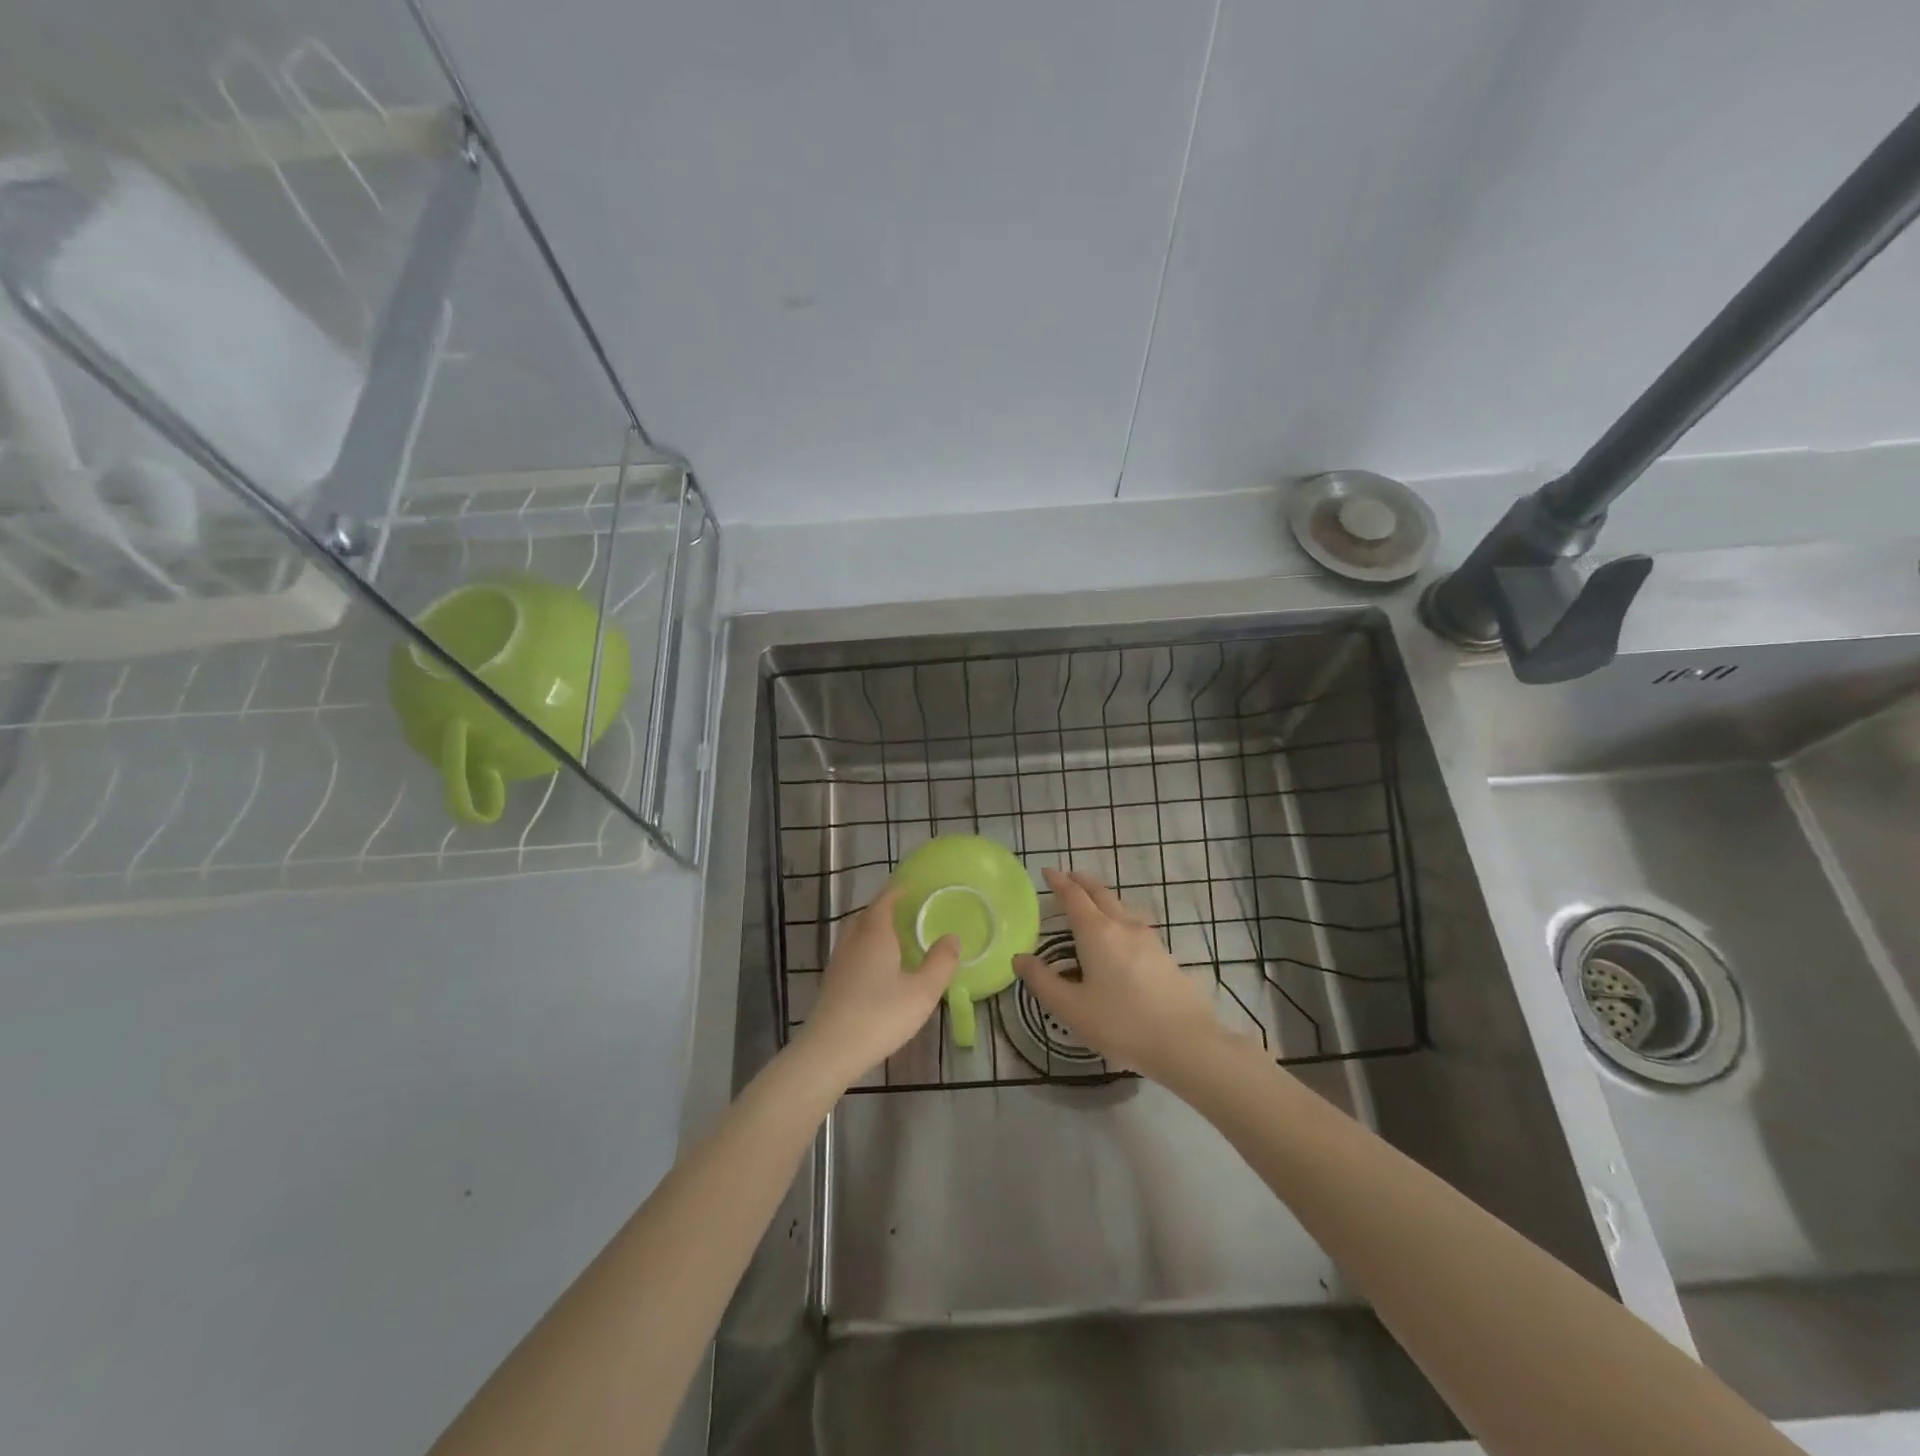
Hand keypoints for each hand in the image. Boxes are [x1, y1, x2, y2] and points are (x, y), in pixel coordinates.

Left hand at [790, 887, 958, 1086]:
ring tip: (892, 938)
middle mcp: (853, 941)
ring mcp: (838, 963)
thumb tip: (952, 937)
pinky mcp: (831, 983)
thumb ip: (940, 963)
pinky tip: (876, 969)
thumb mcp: (922, 992)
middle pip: (866, 915)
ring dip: (872, 929)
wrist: (829, 1051)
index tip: (910, 886)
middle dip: (883, 908)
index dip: (897, 891)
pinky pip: (850, 953)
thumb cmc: (880, 1016)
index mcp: (875, 934)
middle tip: (904, 911)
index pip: (884, 901)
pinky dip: (864, 949)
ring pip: (855, 934)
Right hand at [1014, 868, 1223, 1082]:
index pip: (1073, 896)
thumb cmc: (1121, 1023)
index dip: (1058, 882)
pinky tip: (1120, 935)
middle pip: (1100, 893)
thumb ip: (1042, 981)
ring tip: (1092, 903)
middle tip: (1068, 877)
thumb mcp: (1071, 1008)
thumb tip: (1019, 958)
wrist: (1185, 1042)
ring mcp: (1148, 939)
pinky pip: (1134, 923)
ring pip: (1120, 906)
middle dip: (1082, 882)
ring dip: (1102, 898)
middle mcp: (1122, 926)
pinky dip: (1118, 916)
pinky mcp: (1164, 955)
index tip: (1047, 871)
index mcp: (1096, 932)